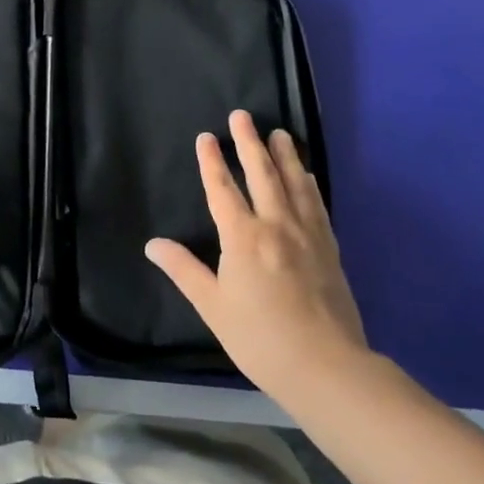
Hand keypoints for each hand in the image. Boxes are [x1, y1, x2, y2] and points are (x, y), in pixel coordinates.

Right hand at [146, 110, 369, 412]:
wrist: (327, 368)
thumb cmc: (261, 338)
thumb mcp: (213, 307)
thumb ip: (184, 270)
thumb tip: (153, 244)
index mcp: (243, 237)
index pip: (223, 188)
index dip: (212, 161)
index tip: (206, 137)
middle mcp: (276, 226)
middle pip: (262, 174)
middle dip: (249, 143)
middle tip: (243, 116)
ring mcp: (307, 236)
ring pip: (294, 184)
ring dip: (285, 156)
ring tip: (280, 133)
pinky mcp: (329, 250)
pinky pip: (317, 206)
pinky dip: (309, 185)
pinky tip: (308, 177)